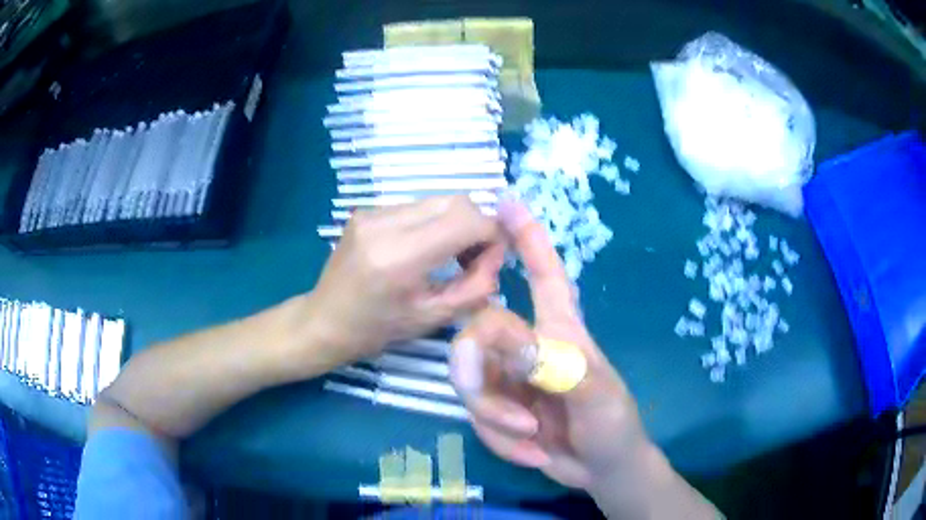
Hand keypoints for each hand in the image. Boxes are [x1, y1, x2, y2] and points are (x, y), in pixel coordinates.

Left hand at [308, 195, 505, 366]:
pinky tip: (424, 250)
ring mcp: (372, 212)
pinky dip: (432, 224)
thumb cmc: (377, 329)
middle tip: (475, 258)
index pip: (466, 220)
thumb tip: (497, 257)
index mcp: (400, 256)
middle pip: (455, 201)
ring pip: (437, 202)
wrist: (324, 321)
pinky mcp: (366, 211)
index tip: (495, 257)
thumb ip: (475, 287)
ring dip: (455, 224)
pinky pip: (415, 208)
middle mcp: (385, 223)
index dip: (492, 233)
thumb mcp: (433, 318)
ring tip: (450, 256)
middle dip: (476, 226)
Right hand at [449, 198, 649, 489]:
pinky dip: (501, 441)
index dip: (527, 237)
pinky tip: (533, 453)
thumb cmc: (613, 423)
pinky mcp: (497, 410)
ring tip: (532, 438)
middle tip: (508, 413)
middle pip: (477, 333)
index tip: (504, 202)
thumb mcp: (593, 394)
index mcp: (559, 329)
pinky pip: (477, 417)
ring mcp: (508, 379)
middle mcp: (526, 346)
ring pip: (470, 382)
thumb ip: (553, 364)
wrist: (601, 469)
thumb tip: (501, 337)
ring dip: (496, 420)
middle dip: (477, 372)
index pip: (543, 274)